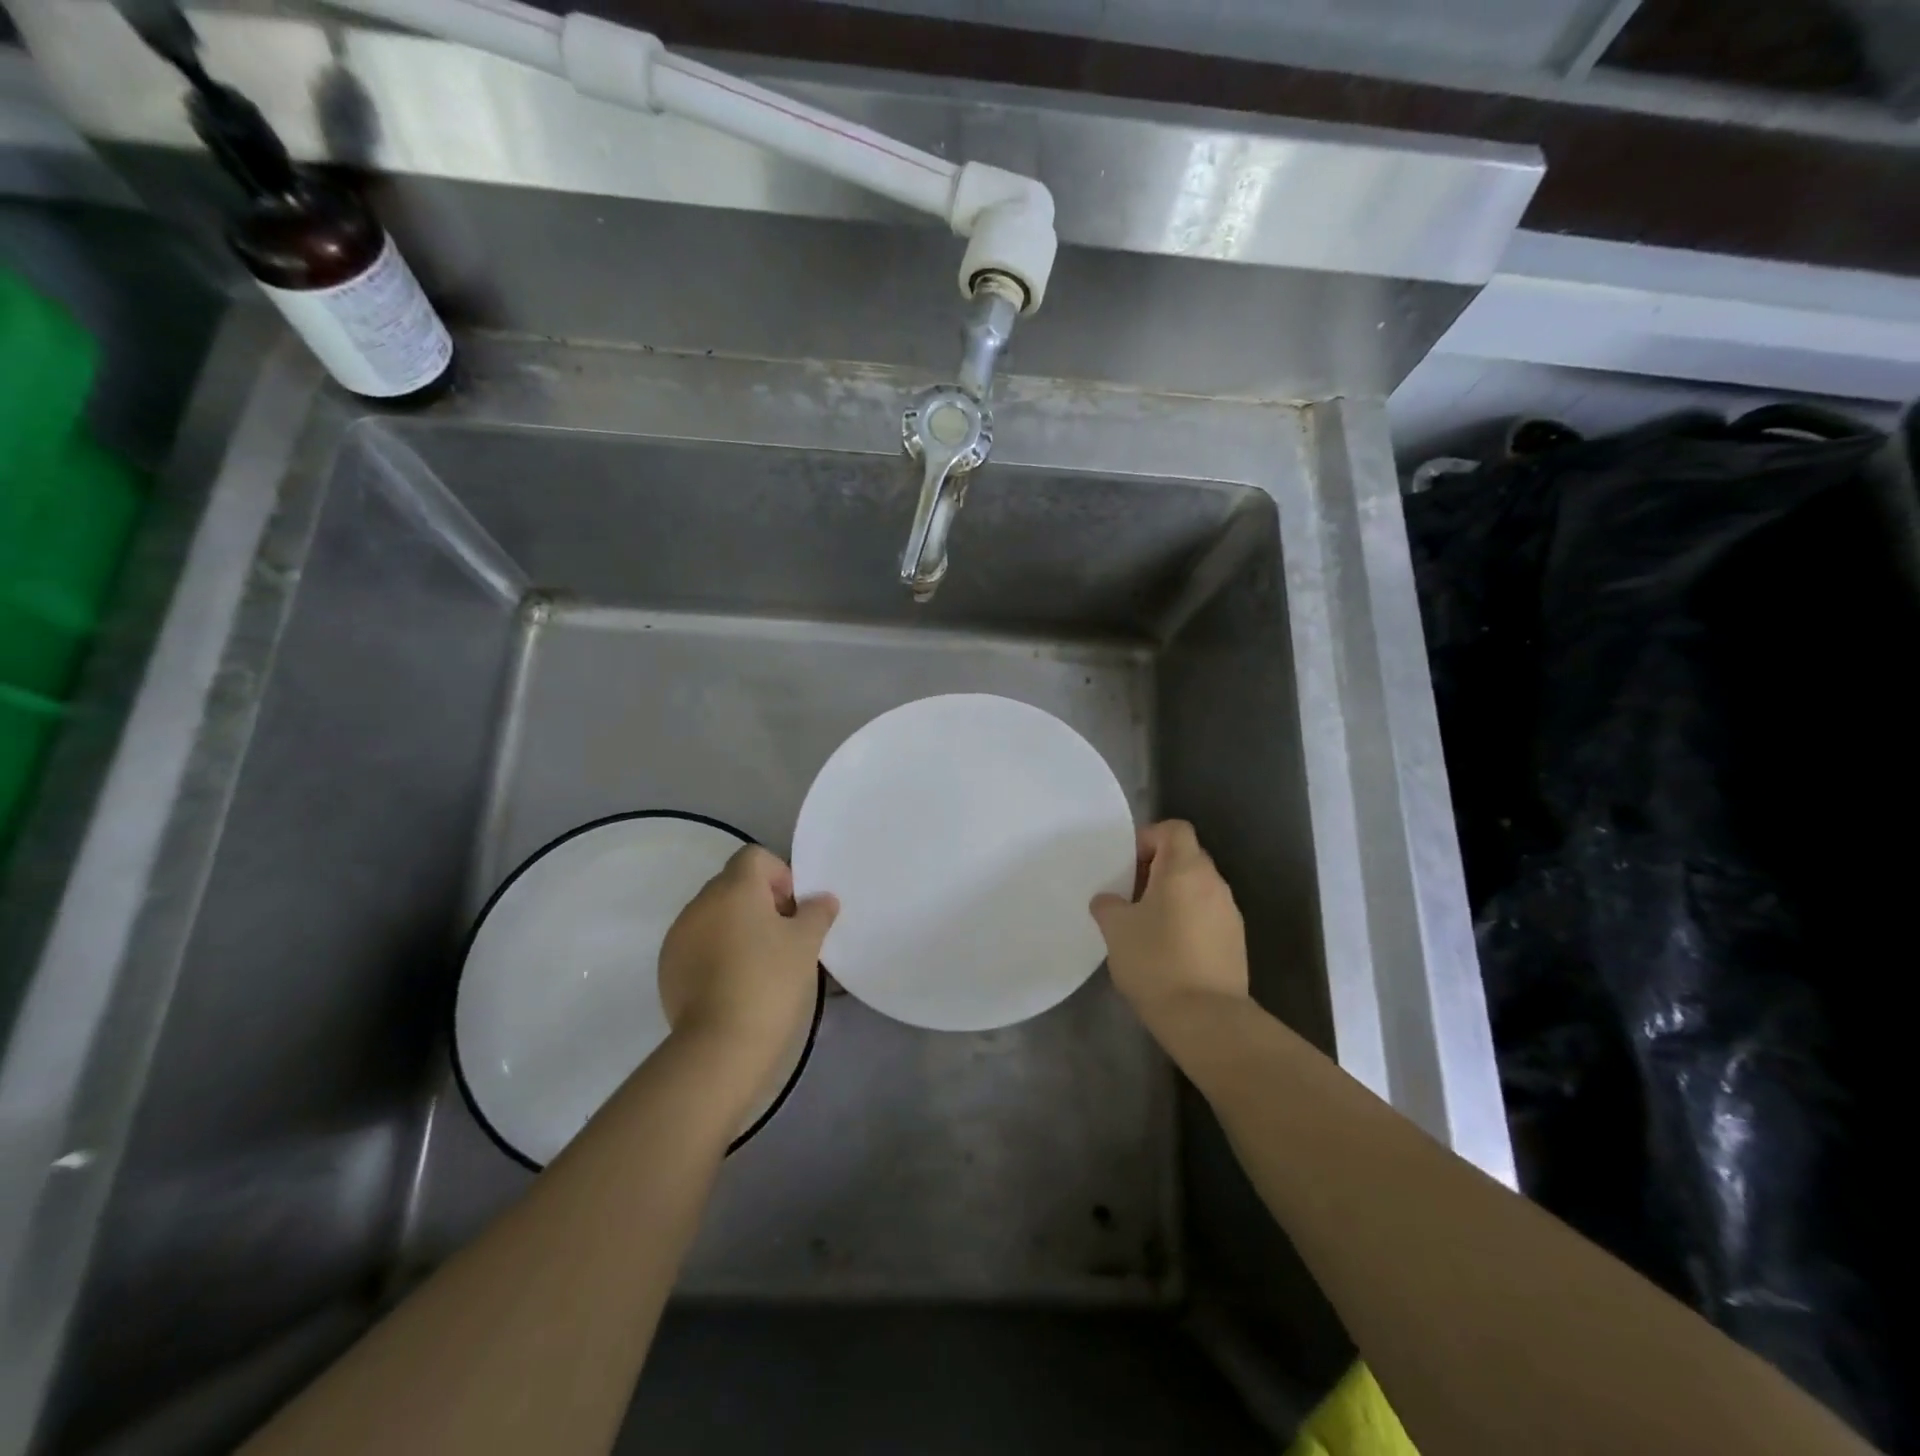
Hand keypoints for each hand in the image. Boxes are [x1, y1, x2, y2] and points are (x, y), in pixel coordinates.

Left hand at [658, 845, 836, 1075]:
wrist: (721, 1045)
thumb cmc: (770, 981)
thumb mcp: (806, 944)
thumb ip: (816, 912)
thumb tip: (822, 899)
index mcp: (734, 888)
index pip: (754, 856)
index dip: (779, 875)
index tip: (793, 910)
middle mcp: (701, 903)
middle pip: (734, 885)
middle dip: (760, 902)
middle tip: (783, 938)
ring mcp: (679, 935)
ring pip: (714, 916)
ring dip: (736, 927)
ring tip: (759, 964)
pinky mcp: (668, 967)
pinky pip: (698, 944)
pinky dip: (716, 952)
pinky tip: (734, 984)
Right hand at [1090, 820, 1248, 1033]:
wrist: (1206, 1018)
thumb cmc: (1156, 961)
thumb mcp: (1116, 929)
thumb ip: (1108, 905)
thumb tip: (1108, 900)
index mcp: (1185, 869)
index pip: (1174, 829)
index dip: (1149, 838)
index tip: (1128, 864)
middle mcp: (1213, 883)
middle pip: (1186, 857)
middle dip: (1157, 869)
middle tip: (1131, 894)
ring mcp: (1230, 913)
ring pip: (1198, 888)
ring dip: (1174, 896)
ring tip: (1147, 924)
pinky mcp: (1236, 942)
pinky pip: (1207, 915)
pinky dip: (1188, 920)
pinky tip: (1168, 949)